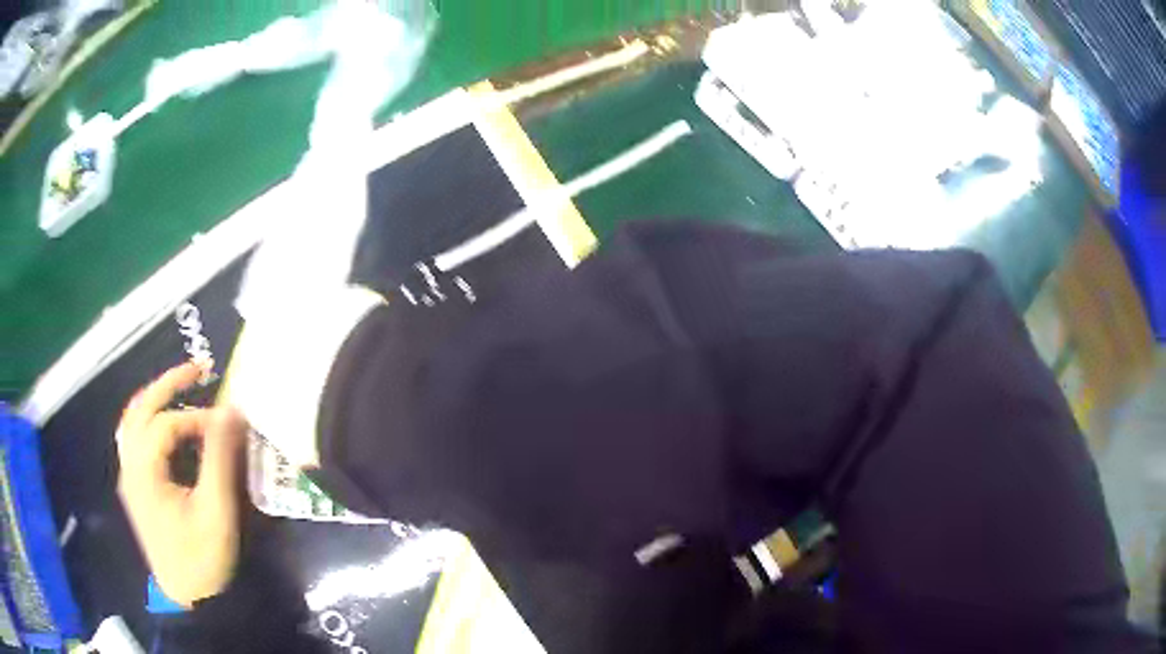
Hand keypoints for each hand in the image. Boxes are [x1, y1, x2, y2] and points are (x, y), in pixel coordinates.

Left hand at [116, 363, 247, 607]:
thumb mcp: (215, 511)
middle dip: (168, 383)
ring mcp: (129, 476)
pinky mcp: (135, 487)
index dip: (198, 418)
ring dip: (155, 398)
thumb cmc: (202, 559)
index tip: (228, 425)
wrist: (188, 599)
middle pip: (139, 408)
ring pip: (132, 420)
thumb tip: (231, 410)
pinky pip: (135, 438)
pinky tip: (167, 425)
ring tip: (182, 388)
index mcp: (144, 471)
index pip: (167, 424)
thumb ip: (219, 458)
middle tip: (199, 369)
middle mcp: (130, 466)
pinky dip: (150, 420)